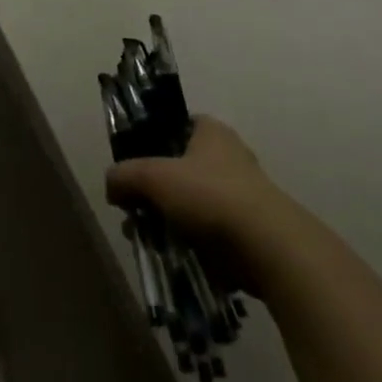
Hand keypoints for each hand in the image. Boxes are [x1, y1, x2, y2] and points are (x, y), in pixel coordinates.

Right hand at [107, 117, 288, 274]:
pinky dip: (192, 243)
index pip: (177, 125)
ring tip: (148, 238)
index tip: (134, 165)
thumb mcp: (152, 177)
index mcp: (211, 131)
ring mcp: (244, 196)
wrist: (269, 249)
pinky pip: (211, 233)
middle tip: (134, 209)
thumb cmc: (209, 196)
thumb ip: (124, 175)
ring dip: (170, 220)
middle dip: (155, 190)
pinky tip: (174, 256)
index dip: (152, 141)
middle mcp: (230, 157)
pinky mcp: (251, 232)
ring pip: (194, 203)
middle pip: (180, 168)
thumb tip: (111, 186)